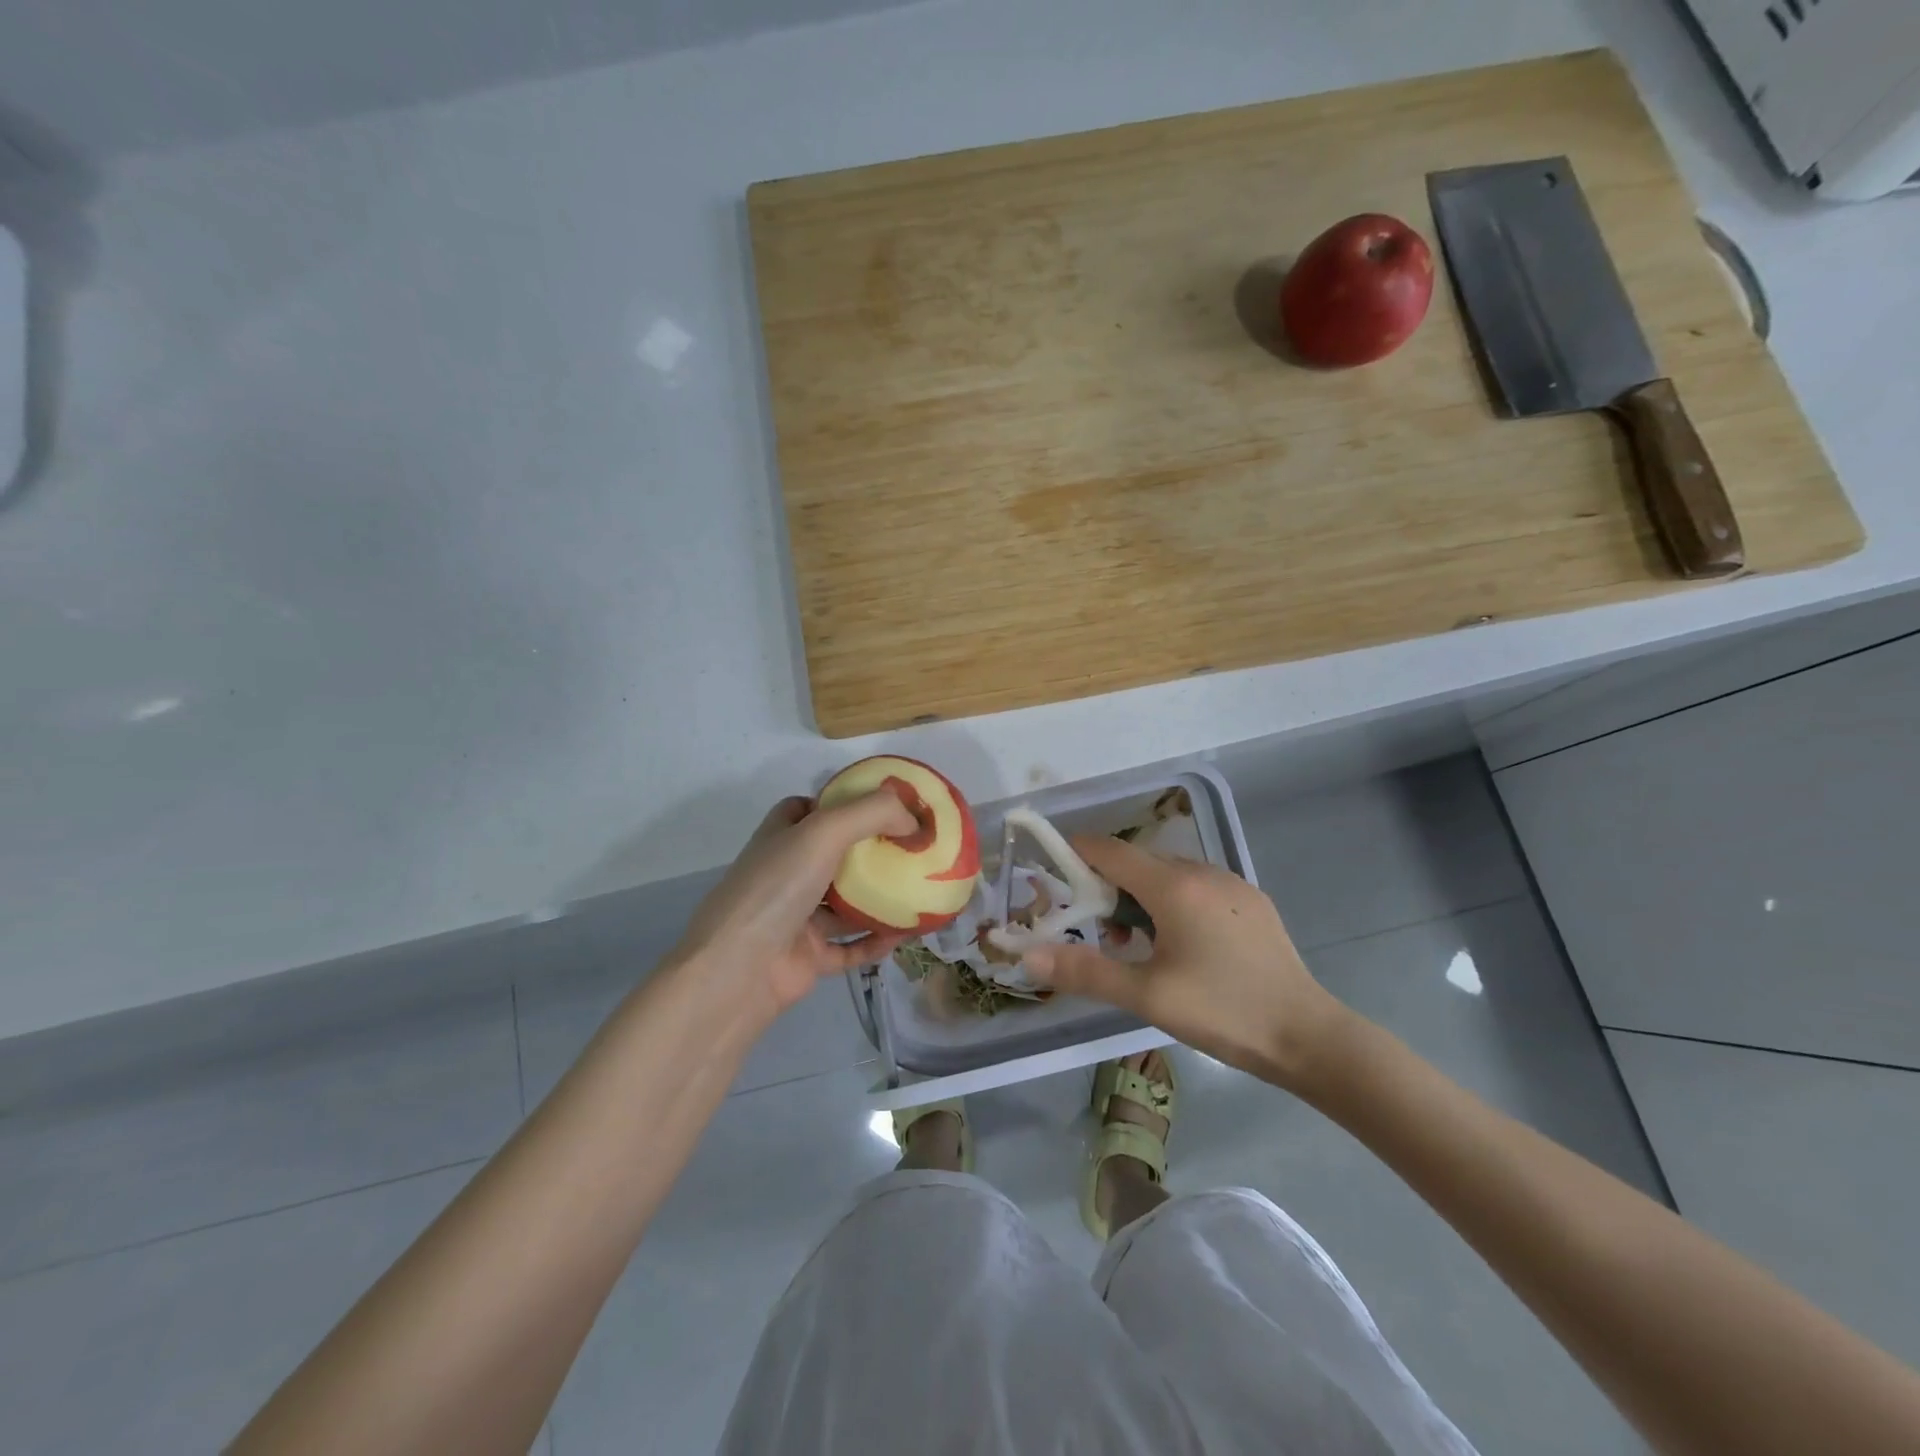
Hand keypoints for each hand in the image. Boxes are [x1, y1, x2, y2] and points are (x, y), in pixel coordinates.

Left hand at [674, 790, 917, 1023]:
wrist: (738, 970)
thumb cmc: (778, 887)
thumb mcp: (824, 831)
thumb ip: (872, 813)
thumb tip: (913, 819)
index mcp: (781, 837)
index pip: (810, 809)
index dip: (844, 803)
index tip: (885, 806)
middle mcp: (787, 873)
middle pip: (835, 854)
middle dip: (872, 850)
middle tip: (915, 848)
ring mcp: (797, 917)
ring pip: (846, 903)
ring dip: (880, 897)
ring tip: (920, 890)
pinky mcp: (809, 956)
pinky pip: (850, 946)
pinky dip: (876, 940)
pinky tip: (904, 934)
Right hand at [1022, 836, 1347, 1088]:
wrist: (1308, 1036)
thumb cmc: (1222, 1011)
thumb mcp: (1147, 996)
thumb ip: (1085, 971)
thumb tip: (1028, 956)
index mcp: (1174, 886)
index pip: (1111, 851)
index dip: (1076, 853)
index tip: (1052, 872)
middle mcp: (1202, 871)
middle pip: (1138, 861)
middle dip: (1107, 884)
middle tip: (1094, 928)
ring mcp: (1232, 884)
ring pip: (1169, 873)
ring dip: (1140, 895)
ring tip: (1135, 943)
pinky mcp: (1252, 901)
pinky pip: (1197, 886)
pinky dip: (1172, 901)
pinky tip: (1179, 944)